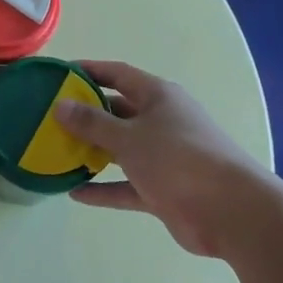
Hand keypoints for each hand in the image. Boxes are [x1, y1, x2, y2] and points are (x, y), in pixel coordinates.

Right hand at [57, 61, 276, 259]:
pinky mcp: (163, 190)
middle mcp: (161, 121)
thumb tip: (60, 106)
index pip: (117, 74)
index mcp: (158, 97)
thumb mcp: (129, 137)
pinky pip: (126, 185)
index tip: (58, 74)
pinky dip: (104, 189)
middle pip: (117, 111)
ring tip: (57, 152)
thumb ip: (92, 123)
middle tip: (50, 117)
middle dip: (86, 114)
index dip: (88, 71)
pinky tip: (75, 193)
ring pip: (121, 149)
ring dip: (92, 151)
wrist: (232, 212)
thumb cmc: (179, 159)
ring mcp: (164, 156)